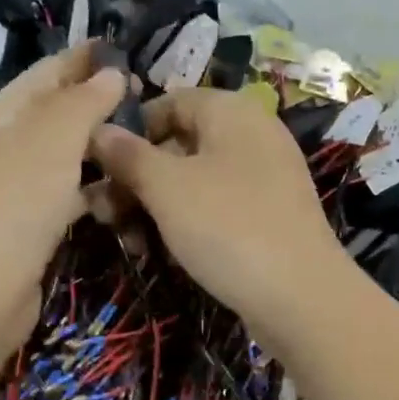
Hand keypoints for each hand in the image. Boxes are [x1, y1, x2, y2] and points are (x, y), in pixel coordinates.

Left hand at [0, 44, 125, 368]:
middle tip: (150, 99)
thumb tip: (112, 71)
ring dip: (104, 149)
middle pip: (59, 114)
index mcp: (3, 116)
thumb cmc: (13, 205)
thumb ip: (84, 102)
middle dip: (100, 104)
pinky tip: (126, 192)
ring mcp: (21, 189)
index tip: (124, 48)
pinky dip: (98, 191)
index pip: (46, 74)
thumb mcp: (51, 140)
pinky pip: (73, 196)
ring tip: (148, 142)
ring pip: (70, 157)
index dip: (82, 58)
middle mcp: (9, 147)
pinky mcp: (35, 227)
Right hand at [88, 87, 361, 349]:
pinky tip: (160, 252)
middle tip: (102, 213)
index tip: (98, 165)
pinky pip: (216, 206)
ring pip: (193, 180)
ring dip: (153, 205)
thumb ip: (128, 155)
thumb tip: (97, 129)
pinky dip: (185, 222)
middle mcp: (251, 134)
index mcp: (231, 111)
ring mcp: (263, 177)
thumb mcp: (166, 187)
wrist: (301, 297)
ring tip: (127, 240)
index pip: (169, 102)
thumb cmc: (227, 226)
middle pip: (178, 144)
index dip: (130, 130)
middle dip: (135, 177)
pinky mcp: (267, 214)